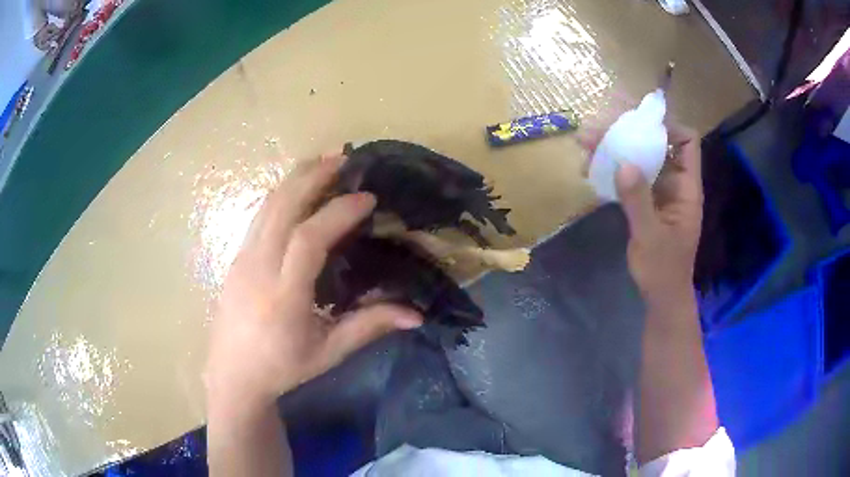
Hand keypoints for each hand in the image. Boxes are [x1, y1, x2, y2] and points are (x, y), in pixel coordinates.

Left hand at [205, 154, 421, 410]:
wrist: (232, 374)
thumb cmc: (282, 367)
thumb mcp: (328, 352)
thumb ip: (369, 327)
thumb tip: (416, 315)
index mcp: (284, 295)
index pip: (309, 239)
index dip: (338, 213)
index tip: (368, 199)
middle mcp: (259, 268)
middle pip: (282, 208)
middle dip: (313, 177)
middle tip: (342, 157)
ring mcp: (242, 260)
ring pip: (267, 206)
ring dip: (295, 179)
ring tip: (321, 162)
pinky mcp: (235, 258)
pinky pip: (259, 216)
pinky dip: (281, 195)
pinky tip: (297, 192)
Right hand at [577, 112, 702, 298]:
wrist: (660, 296)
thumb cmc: (663, 270)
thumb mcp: (651, 237)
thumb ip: (639, 202)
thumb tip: (624, 163)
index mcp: (686, 188)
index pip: (687, 142)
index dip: (668, 127)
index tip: (638, 124)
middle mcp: (674, 182)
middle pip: (657, 143)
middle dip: (629, 131)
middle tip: (598, 127)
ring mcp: (659, 191)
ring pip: (640, 157)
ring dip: (614, 146)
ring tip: (584, 142)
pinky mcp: (645, 201)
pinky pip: (630, 175)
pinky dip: (611, 167)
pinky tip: (590, 167)